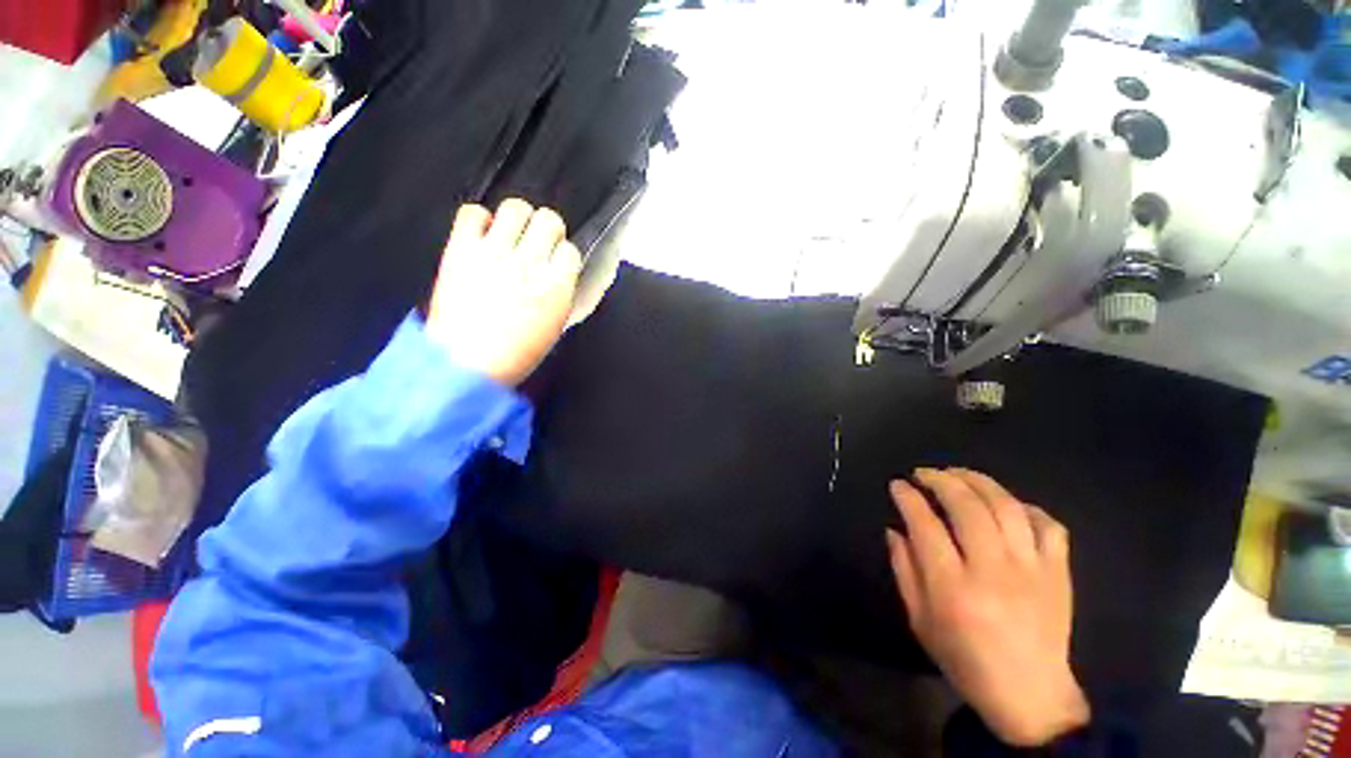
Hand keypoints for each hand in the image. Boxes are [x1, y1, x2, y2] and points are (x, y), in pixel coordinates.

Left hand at [427, 199, 582, 385]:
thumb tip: (558, 273)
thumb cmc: (516, 355)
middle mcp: (529, 263)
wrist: (466, 365)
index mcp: (556, 287)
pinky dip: (479, 219)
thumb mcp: (554, 327)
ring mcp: (494, 253)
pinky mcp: (461, 249)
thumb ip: (561, 294)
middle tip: (536, 243)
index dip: (563, 255)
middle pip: (549, 220)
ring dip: (518, 219)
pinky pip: (472, 213)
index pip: (570, 250)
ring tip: (510, 234)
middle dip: (547, 230)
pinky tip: (482, 235)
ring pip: (515, 207)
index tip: (555, 263)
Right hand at [886, 468, 1089, 746]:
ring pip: (1007, 507)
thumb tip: (894, 529)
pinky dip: (1025, 507)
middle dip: (940, 480)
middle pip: (967, 507)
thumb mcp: (919, 620)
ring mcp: (1032, 570)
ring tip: (957, 475)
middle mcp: (993, 572)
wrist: (1030, 695)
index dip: (908, 497)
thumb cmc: (964, 659)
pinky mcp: (1058, 573)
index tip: (898, 485)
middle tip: (924, 473)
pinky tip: (1006, 505)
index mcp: (953, 588)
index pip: (925, 525)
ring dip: (978, 482)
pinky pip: (1048, 525)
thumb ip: (904, 570)